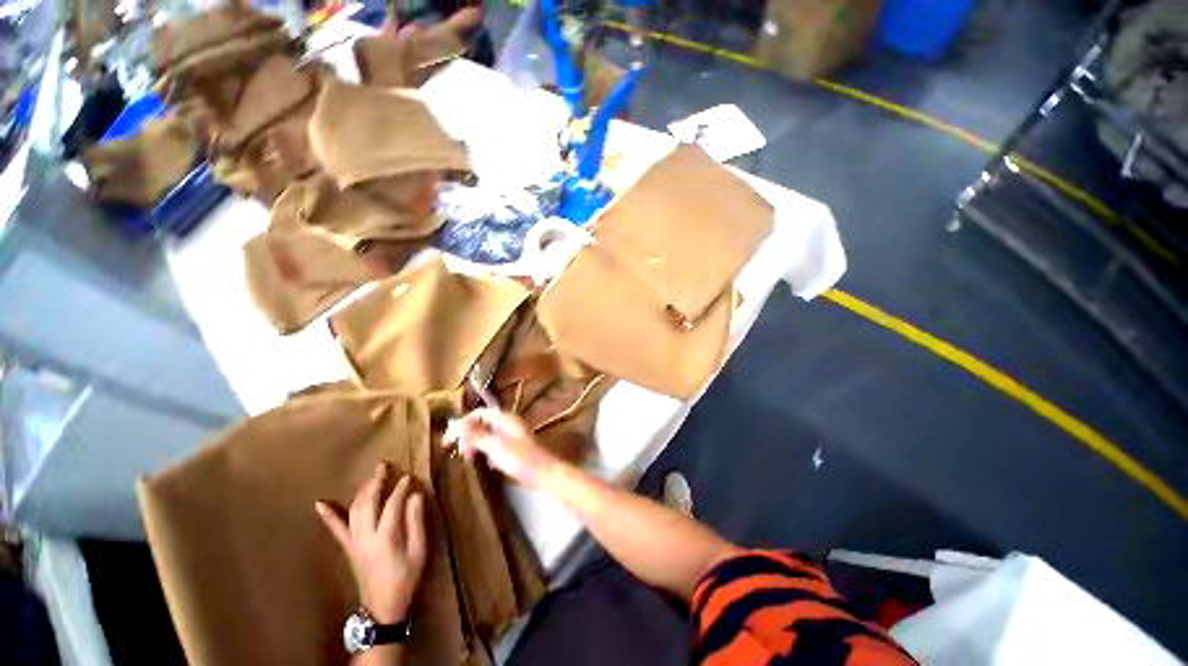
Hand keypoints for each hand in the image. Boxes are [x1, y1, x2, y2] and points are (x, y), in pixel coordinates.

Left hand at [315, 464, 426, 623]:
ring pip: (354, 510)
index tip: (409, 476)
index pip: (392, 504)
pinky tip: (320, 503)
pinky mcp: (348, 548)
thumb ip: (417, 522)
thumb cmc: (406, 578)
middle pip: (368, 503)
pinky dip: (328, 515)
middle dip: (376, 482)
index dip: (401, 488)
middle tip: (384, 466)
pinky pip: (336, 529)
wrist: (383, 606)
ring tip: (371, 477)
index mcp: (386, 537)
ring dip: (362, 491)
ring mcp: (354, 542)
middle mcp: (366, 536)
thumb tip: (416, 495)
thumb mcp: (419, 551)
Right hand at [445, 409, 560, 487]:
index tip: (448, 441)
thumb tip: (457, 424)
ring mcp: (512, 435)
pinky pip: (495, 446)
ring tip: (469, 458)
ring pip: (487, 435)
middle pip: (482, 424)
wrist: (544, 473)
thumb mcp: (495, 446)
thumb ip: (476, 435)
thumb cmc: (521, 458)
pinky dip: (487, 452)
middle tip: (458, 452)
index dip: (462, 424)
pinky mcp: (514, 448)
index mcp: (504, 418)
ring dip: (476, 445)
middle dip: (468, 436)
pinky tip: (487, 465)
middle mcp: (508, 423)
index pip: (478, 413)